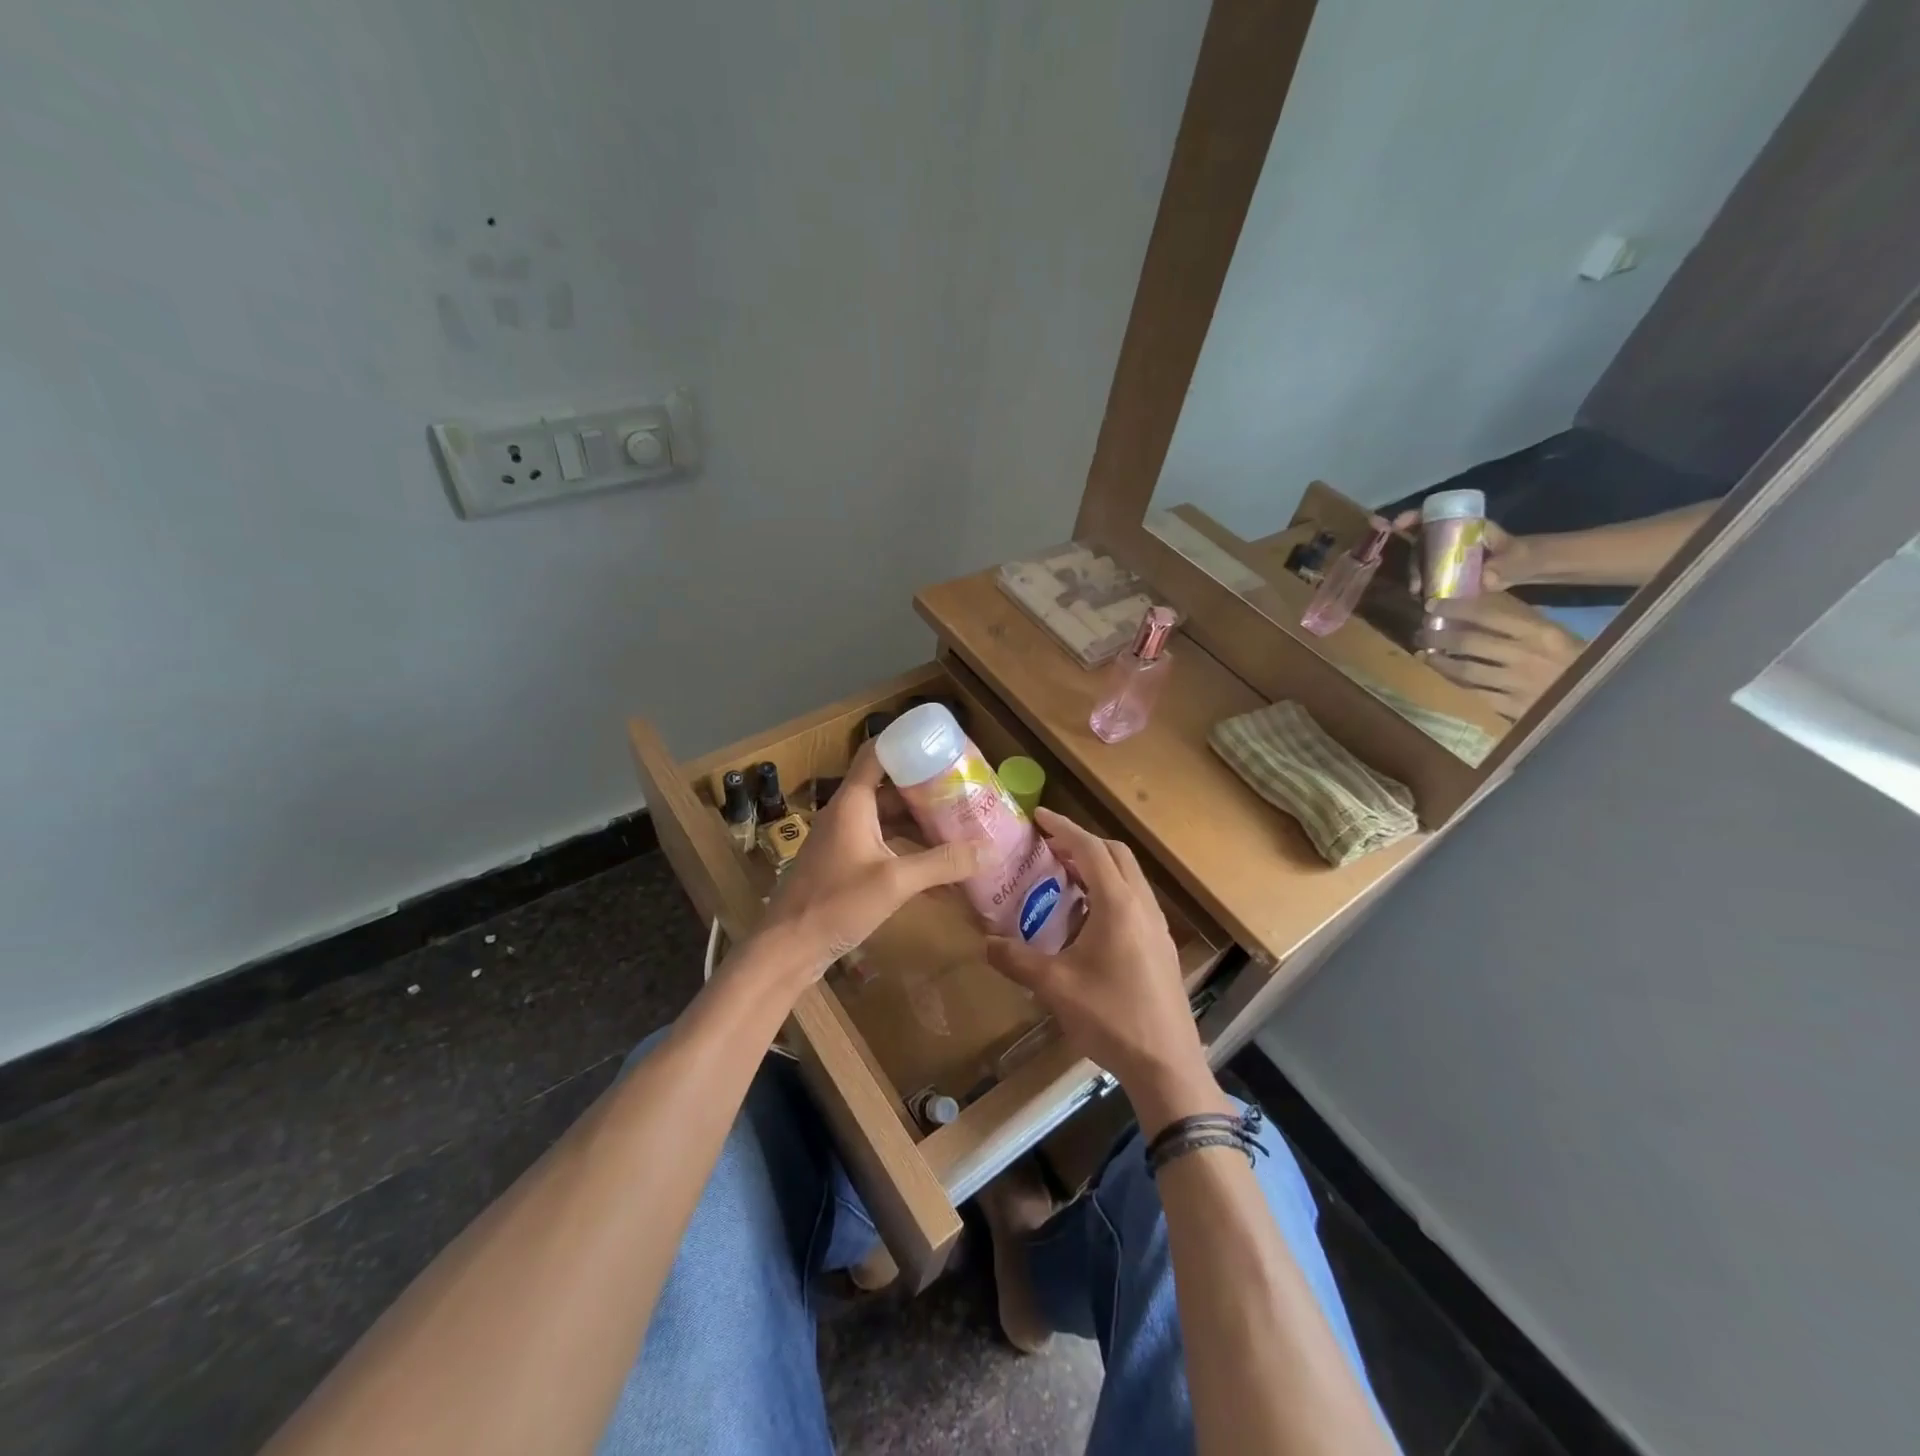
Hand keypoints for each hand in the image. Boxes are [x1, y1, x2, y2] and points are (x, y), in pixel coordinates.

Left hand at [753, 743, 986, 979]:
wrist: (788, 948)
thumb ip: (943, 864)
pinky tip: (939, 870)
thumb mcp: (895, 882)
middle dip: (927, 788)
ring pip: (889, 819)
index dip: (906, 741)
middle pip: (890, 788)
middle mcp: (847, 813)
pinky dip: (909, 851)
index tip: (941, 743)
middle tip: (965, 789)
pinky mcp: (845, 864)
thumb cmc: (836, 904)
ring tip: (960, 825)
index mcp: (852, 802)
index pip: (877, 753)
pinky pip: (883, 845)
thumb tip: (991, 850)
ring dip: (920, 823)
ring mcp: (845, 839)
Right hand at [984, 809, 1209, 1105]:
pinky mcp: (1161, 945)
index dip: (1064, 828)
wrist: (1166, 1063)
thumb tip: (985, 943)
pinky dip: (1110, 891)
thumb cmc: (1111, 1016)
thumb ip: (1017, 960)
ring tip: (1064, 879)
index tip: (1039, 817)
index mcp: (1118, 904)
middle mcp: (1142, 905)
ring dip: (1099, 867)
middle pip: (1116, 854)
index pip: (1091, 849)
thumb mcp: (1055, 987)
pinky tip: (1088, 919)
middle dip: (1082, 843)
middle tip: (1049, 848)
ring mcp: (1156, 925)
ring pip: (1129, 877)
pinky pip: (1135, 900)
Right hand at [1391, 509, 1532, 592]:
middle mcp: (1451, 537)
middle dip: (1412, 560)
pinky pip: (1427, 573)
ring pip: (1421, 560)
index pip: (1435, 515)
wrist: (1524, 568)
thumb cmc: (1522, 557)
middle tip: (1415, 583)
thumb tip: (1486, 578)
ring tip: (1418, 593)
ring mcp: (1447, 554)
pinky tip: (1421, 597)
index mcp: (1466, 526)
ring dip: (1415, 575)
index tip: (1397, 525)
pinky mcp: (1447, 569)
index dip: (1413, 517)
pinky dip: (1420, 584)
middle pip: (1421, 542)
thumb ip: (1504, 566)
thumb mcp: (1516, 559)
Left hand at [1415, 594, 1583, 718]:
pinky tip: (1441, 677)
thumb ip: (1521, 622)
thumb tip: (1480, 605)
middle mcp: (1526, 656)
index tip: (1433, 605)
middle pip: (1470, 642)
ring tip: (1424, 654)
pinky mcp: (1512, 708)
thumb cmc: (1577, 663)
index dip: (1456, 608)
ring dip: (1439, 660)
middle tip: (1420, 632)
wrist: (1603, 702)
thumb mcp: (1555, 636)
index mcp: (1541, 633)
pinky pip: (1473, 693)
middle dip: (1439, 635)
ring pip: (1465, 670)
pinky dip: (1453, 683)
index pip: (1489, 615)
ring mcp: (1517, 683)